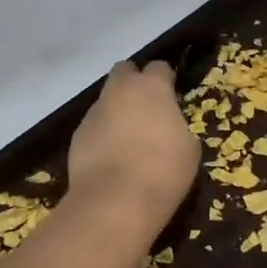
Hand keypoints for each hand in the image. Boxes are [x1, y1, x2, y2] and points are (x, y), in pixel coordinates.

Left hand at [66, 61, 200, 230]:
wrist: (116, 200)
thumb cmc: (164, 170)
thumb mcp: (189, 148)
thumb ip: (177, 126)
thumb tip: (168, 127)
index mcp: (152, 87)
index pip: (160, 67)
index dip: (166, 79)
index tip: (172, 95)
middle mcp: (119, 90)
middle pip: (125, 71)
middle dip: (134, 82)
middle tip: (146, 107)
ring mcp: (94, 111)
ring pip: (106, 99)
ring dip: (117, 110)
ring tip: (128, 138)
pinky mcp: (78, 135)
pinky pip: (94, 126)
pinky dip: (103, 134)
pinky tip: (111, 156)